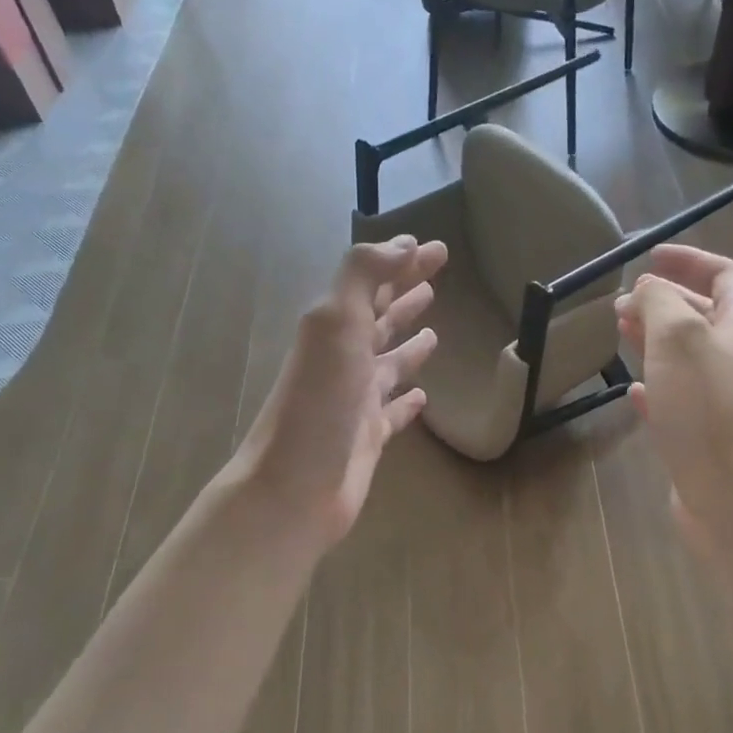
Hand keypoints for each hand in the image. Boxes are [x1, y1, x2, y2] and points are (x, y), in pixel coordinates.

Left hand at [233, 235, 446, 551]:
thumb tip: (403, 244)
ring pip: (388, 364)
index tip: (437, 248)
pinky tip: (424, 397)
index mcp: (335, 329)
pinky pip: (393, 413)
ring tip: (434, 331)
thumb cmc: (318, 403)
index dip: (403, 262)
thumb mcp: (336, 324)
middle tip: (437, 277)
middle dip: (406, 294)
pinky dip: (408, 402)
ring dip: (408, 344)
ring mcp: (356, 401)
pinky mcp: (368, 438)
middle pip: (380, 319)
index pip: (373, 283)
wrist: (294, 488)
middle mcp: (344, 360)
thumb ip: (362, 276)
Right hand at [614, 245, 732, 549]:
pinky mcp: (710, 434)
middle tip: (621, 304)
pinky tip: (632, 391)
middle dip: (663, 302)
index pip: (723, 273)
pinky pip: (682, 397)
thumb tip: (648, 290)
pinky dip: (657, 386)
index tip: (648, 257)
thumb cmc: (708, 408)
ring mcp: (729, 398)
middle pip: (704, 313)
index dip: (687, 260)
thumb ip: (659, 302)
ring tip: (619, 334)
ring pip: (689, 356)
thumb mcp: (677, 337)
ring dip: (655, 340)